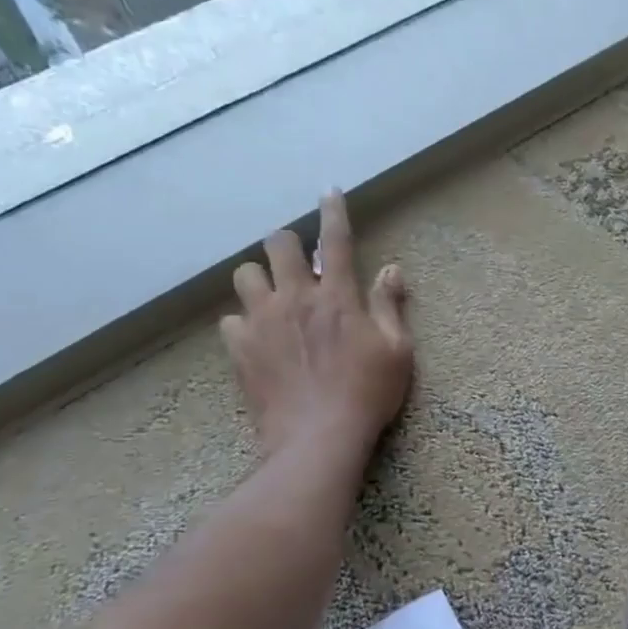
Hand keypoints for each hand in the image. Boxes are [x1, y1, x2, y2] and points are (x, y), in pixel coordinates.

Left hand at [220, 191, 413, 458]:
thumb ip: (390, 306)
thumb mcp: (397, 351)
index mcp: (337, 297)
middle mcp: (295, 298)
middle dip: (288, 244)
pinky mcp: (240, 349)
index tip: (329, 191)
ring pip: (246, 275)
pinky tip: (257, 338)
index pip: (336, 240)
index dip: (334, 212)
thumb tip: (392, 269)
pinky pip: (230, 320)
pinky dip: (244, 323)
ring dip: (261, 279)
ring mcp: (262, 322)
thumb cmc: (368, 394)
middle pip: (278, 245)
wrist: (318, 437)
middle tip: (300, 262)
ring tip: (273, 298)